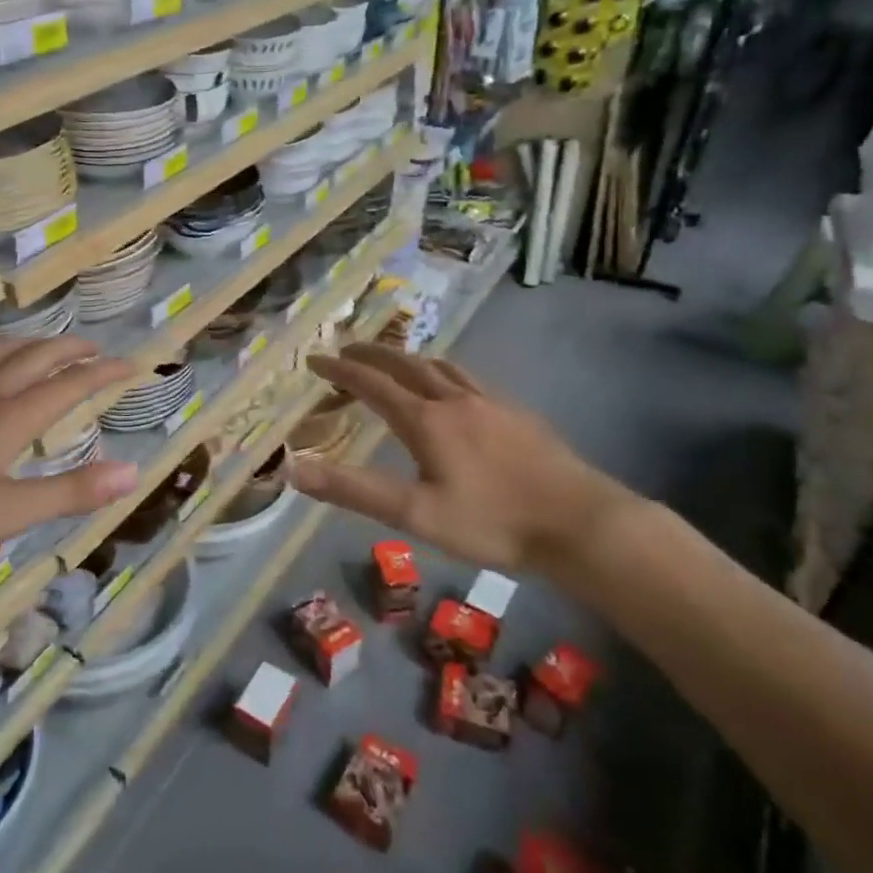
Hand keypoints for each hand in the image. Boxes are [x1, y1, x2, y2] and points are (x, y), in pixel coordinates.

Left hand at [0, 337, 137, 575]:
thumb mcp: (3, 513)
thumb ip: (68, 492)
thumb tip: (132, 471)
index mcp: (7, 419)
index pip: (68, 386)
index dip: (103, 373)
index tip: (133, 364)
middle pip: (33, 358)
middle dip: (70, 350)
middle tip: (96, 349)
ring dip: (30, 344)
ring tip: (45, 347)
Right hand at [289, 344, 639, 576]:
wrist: (578, 522)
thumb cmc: (491, 522)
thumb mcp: (414, 514)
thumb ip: (353, 490)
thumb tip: (294, 469)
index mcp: (426, 420)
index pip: (372, 384)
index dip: (340, 371)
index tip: (314, 359)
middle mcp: (455, 400)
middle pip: (406, 365)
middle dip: (372, 355)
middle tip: (347, 350)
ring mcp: (491, 403)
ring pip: (442, 367)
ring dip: (410, 358)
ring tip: (395, 360)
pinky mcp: (517, 413)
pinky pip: (470, 379)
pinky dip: (445, 372)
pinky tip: (456, 388)